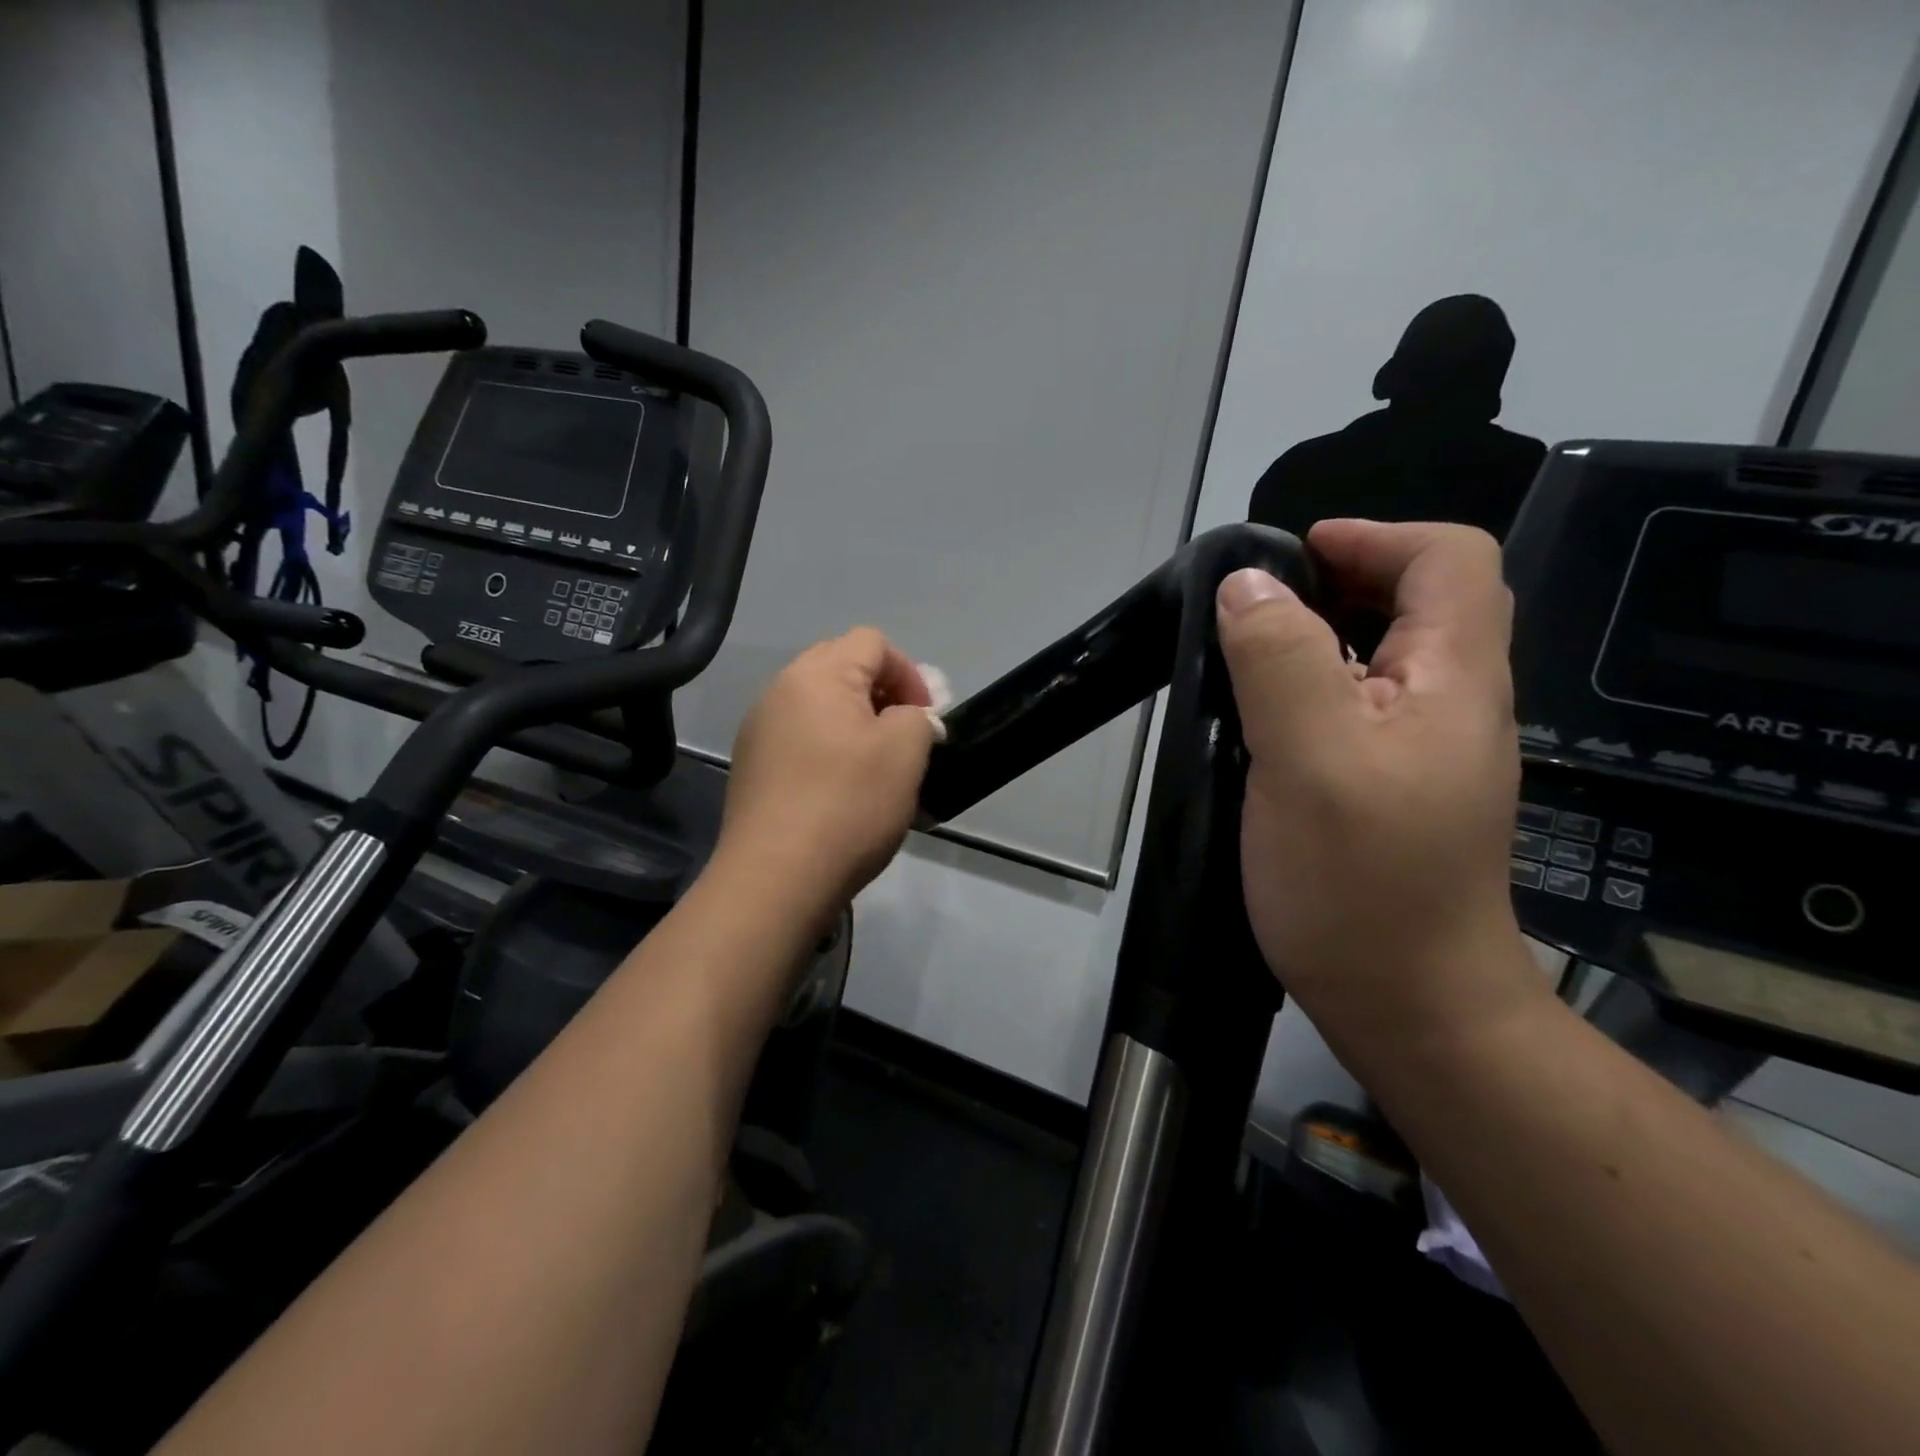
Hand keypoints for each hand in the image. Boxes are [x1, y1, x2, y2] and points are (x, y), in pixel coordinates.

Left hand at [718, 628, 934, 919]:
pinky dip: (827, 748)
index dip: (909, 673)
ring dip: (855, 722)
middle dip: (882, 694)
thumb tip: (908, 718)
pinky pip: (799, 737)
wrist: (776, 877)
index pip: (872, 642)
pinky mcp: (751, 765)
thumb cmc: (848, 804)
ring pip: (818, 705)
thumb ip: (918, 717)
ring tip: (875, 766)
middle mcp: (780, 690)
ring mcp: (759, 729)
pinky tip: (840, 789)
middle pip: (841, 666)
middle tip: (903, 736)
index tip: (925, 719)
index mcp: (818, 675)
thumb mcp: (905, 751)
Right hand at [1217, 520, 1545, 1076]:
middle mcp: (1453, 706)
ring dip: (1322, 636)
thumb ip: (1279, 660)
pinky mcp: (1394, 790)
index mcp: (1453, 681)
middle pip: (1423, 603)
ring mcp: (1426, 753)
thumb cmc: (1359, 882)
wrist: (1408, 1004)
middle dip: (1343, 581)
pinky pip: (1361, 710)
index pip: (1448, 561)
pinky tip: (1264, 722)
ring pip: (1386, 658)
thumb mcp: (1309, 758)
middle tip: (1259, 606)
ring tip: (1248, 655)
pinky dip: (1314, 689)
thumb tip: (1248, 584)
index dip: (1374, 537)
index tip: (1293, 558)